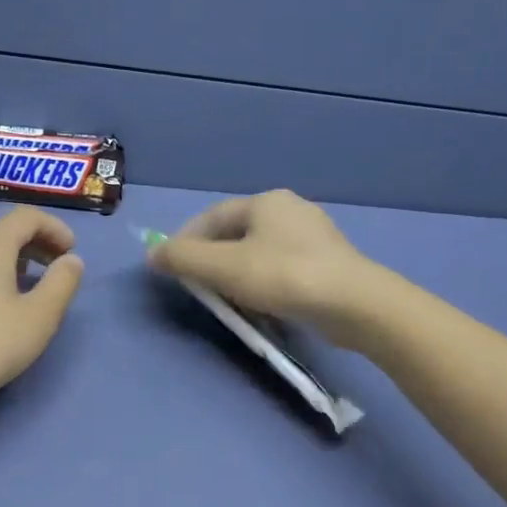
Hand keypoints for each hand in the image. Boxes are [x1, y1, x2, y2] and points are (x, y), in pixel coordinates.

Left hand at [0, 207, 84, 417]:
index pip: (26, 216)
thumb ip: (62, 283)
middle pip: (5, 231)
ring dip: (15, 260)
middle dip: (37, 244)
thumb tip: (72, 260)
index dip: (55, 228)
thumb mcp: (39, 317)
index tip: (72, 252)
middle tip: (58, 269)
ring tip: (32, 287)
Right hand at [145, 189, 383, 344]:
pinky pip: (282, 268)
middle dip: (211, 259)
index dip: (185, 241)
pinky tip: (262, 305)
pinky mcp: (328, 264)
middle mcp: (290, 210)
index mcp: (265, 202)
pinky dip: (263, 283)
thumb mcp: (224, 267)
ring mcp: (314, 237)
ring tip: (226, 300)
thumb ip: (184, 259)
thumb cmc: (283, 277)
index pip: (212, 217)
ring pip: (259, 252)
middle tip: (197, 286)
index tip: (170, 268)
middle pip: (236, 234)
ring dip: (236, 274)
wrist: (354, 304)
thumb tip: (152, 254)